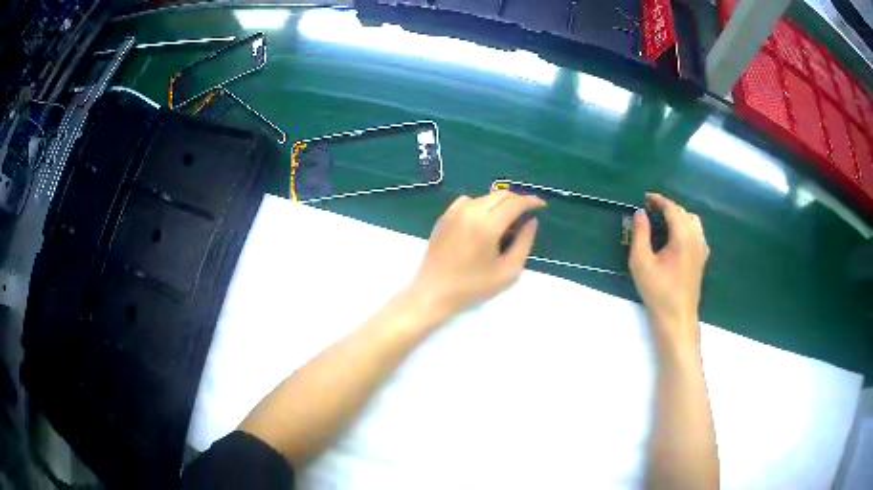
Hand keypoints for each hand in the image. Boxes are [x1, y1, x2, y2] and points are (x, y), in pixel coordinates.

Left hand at [408, 191, 545, 317]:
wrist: (434, 292)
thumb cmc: (473, 287)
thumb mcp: (508, 271)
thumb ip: (524, 243)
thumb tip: (531, 222)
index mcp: (487, 225)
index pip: (514, 203)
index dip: (531, 202)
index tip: (542, 206)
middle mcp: (470, 212)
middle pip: (500, 195)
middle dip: (517, 200)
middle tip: (527, 213)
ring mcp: (454, 212)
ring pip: (484, 197)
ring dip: (499, 203)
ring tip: (506, 221)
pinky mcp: (444, 217)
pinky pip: (468, 202)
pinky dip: (481, 205)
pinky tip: (483, 221)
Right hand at [629, 193, 708, 349]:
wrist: (677, 317)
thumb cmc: (658, 291)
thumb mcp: (641, 262)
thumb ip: (640, 234)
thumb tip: (640, 213)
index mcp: (683, 236)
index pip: (672, 208)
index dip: (659, 200)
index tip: (645, 198)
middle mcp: (696, 238)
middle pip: (684, 212)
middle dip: (668, 207)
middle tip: (651, 209)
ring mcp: (702, 249)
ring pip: (693, 221)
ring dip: (679, 215)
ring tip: (664, 221)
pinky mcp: (702, 259)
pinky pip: (698, 233)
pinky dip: (687, 227)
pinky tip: (677, 237)